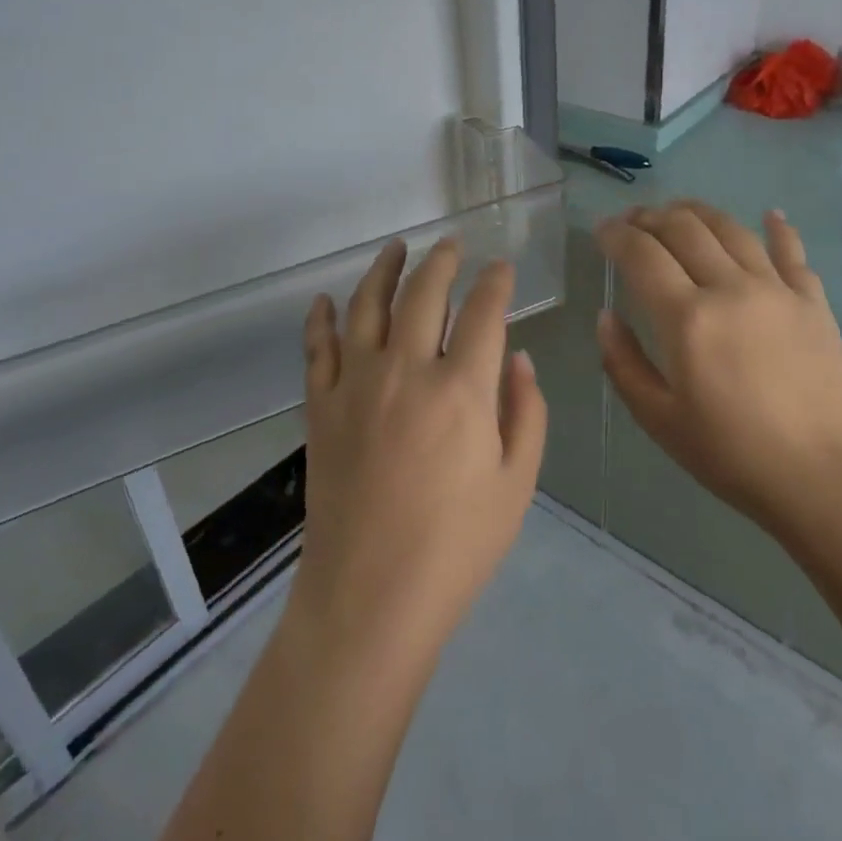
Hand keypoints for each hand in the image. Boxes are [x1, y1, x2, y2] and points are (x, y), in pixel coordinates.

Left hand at [293, 238, 546, 662]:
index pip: (483, 312)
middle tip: (451, 243)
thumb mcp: (515, 484)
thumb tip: (518, 357)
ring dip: (383, 269)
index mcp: (461, 389)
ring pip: (367, 305)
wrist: (369, 597)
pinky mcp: (320, 406)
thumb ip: (524, 411)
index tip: (502, 267)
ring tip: (396, 247)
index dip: (496, 283)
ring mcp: (356, 384)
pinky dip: (320, 319)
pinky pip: (316, 348)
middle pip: (423, 293)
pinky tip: (325, 301)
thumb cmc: (456, 547)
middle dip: (442, 260)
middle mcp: (406, 370)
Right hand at [595, 202, 841, 571]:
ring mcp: (777, 290)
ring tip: (678, 211)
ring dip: (697, 212)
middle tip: (632, 221)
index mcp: (686, 318)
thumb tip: (606, 317)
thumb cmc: (733, 456)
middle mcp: (730, 288)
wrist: (827, 480)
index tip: (601, 231)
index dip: (615, 235)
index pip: (641, 254)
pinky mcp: (813, 302)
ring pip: (731, 229)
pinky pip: (792, 252)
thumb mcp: (659, 420)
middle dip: (649, 217)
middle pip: (683, 229)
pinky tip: (769, 215)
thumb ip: (623, 363)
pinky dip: (777, 228)